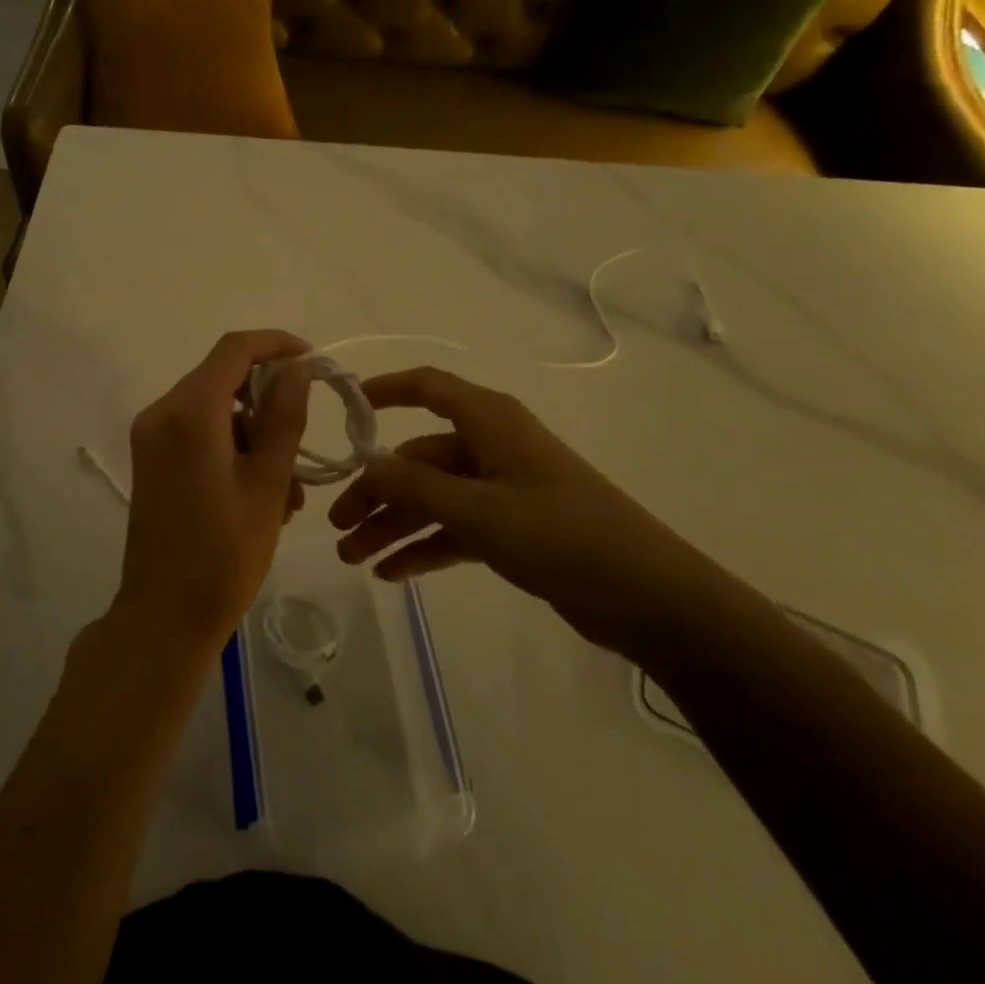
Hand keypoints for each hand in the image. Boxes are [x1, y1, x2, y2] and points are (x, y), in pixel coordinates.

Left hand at [113, 331, 312, 654]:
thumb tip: (296, 367)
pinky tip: (261, 494)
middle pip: (224, 379)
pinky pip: (199, 434)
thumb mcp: (267, 483)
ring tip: (289, 489)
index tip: (313, 362)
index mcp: (190, 412)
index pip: (235, 349)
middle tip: (303, 443)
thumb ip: (284, 416)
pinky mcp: (151, 459)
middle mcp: (162, 413)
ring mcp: (152, 437)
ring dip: (256, 435)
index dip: (277, 345)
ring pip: (215, 410)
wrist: (164, 617)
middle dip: (269, 403)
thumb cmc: (224, 554)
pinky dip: (232, 449)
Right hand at [328, 367, 722, 655]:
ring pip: (433, 498)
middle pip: (419, 458)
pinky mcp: (512, 527)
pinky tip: (391, 572)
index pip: (427, 387)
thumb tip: (367, 465)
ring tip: (352, 558)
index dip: (385, 390)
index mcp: (489, 421)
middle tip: (337, 527)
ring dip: (393, 525)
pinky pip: (455, 528)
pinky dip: (424, 546)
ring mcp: (503, 488)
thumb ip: (415, 487)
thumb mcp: (478, 511)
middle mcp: (492, 446)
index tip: (345, 410)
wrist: (646, 596)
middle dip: (377, 491)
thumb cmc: (559, 535)